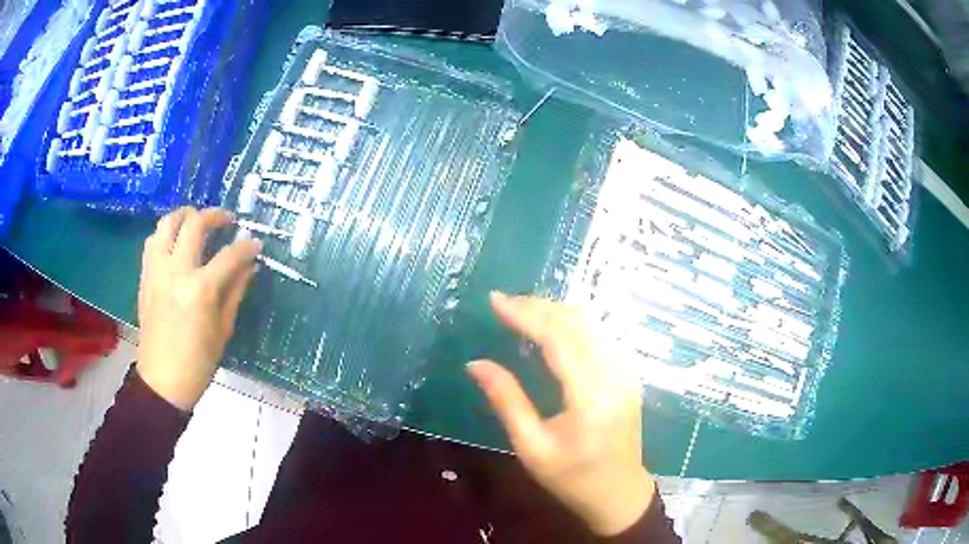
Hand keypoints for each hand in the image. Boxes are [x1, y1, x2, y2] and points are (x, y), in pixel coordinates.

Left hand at [136, 207, 261, 410]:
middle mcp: (176, 271)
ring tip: (197, 222)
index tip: (256, 244)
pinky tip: (175, 243)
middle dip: (215, 215)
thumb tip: (249, 266)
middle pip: (194, 224)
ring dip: (185, 216)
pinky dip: (166, 234)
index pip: (229, 255)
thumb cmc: (198, 362)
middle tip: (227, 220)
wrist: (163, 380)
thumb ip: (235, 291)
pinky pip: (153, 241)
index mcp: (200, 290)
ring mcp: (157, 271)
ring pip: (167, 223)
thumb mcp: (223, 329)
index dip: (247, 247)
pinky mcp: (145, 277)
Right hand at [468, 293, 653, 536]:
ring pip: (592, 323)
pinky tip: (553, 327)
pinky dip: (573, 323)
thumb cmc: (571, 478)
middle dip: (539, 306)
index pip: (558, 339)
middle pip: (577, 322)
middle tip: (504, 302)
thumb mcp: (532, 447)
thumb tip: (475, 364)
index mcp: (590, 397)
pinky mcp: (628, 375)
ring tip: (523, 310)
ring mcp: (626, 373)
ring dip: (556, 311)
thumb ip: (506, 401)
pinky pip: (600, 334)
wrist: (618, 493)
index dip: (525, 314)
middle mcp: (614, 375)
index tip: (495, 300)